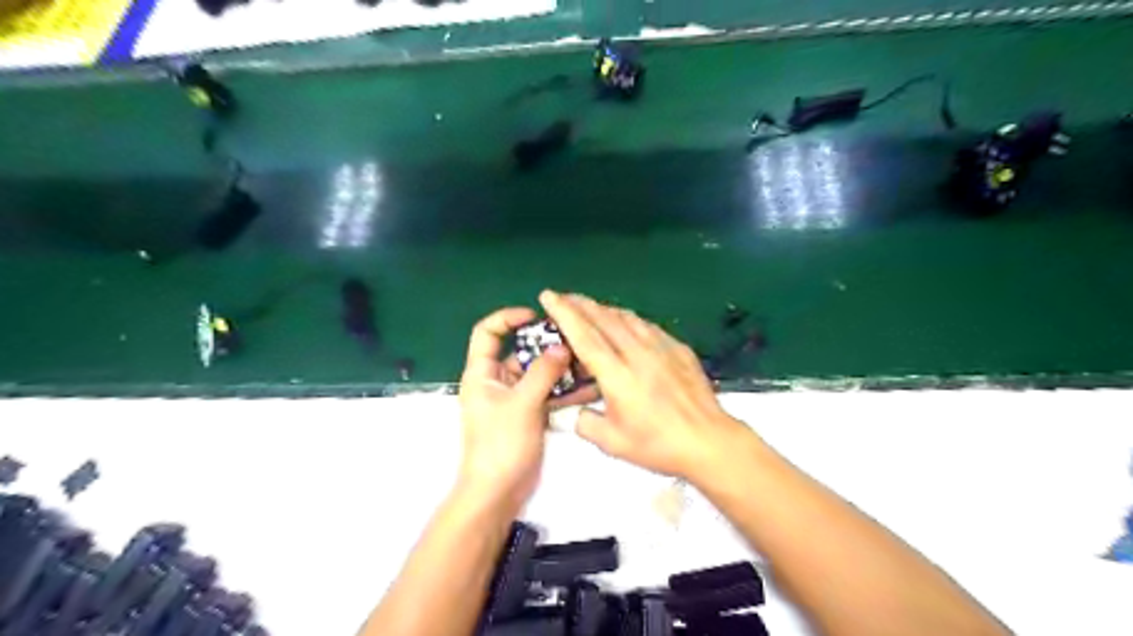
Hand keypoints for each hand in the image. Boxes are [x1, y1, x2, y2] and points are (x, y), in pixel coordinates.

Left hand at [456, 305, 575, 510]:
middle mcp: (497, 381)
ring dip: (560, 367)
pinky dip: (565, 388)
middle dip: (546, 344)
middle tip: (575, 339)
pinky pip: (548, 393)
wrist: (498, 492)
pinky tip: (590, 385)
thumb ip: (543, 372)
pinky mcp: (529, 414)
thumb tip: (562, 347)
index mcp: (482, 373)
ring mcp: (515, 398)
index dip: (508, 318)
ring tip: (588, 359)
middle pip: (519, 351)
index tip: (536, 316)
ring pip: (538, 373)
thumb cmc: (500, 445)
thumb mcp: (521, 404)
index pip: (488, 333)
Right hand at [539, 291, 750, 477]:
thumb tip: (578, 413)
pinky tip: (627, 323)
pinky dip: (629, 319)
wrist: (709, 441)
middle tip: (564, 297)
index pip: (584, 336)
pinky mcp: (679, 349)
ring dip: (604, 309)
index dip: (563, 313)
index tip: (548, 296)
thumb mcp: (613, 443)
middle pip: (604, 319)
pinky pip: (647, 326)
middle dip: (580, 303)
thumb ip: (586, 424)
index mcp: (617, 375)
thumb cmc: (659, 445)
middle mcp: (638, 353)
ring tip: (590, 307)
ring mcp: (661, 348)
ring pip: (627, 318)